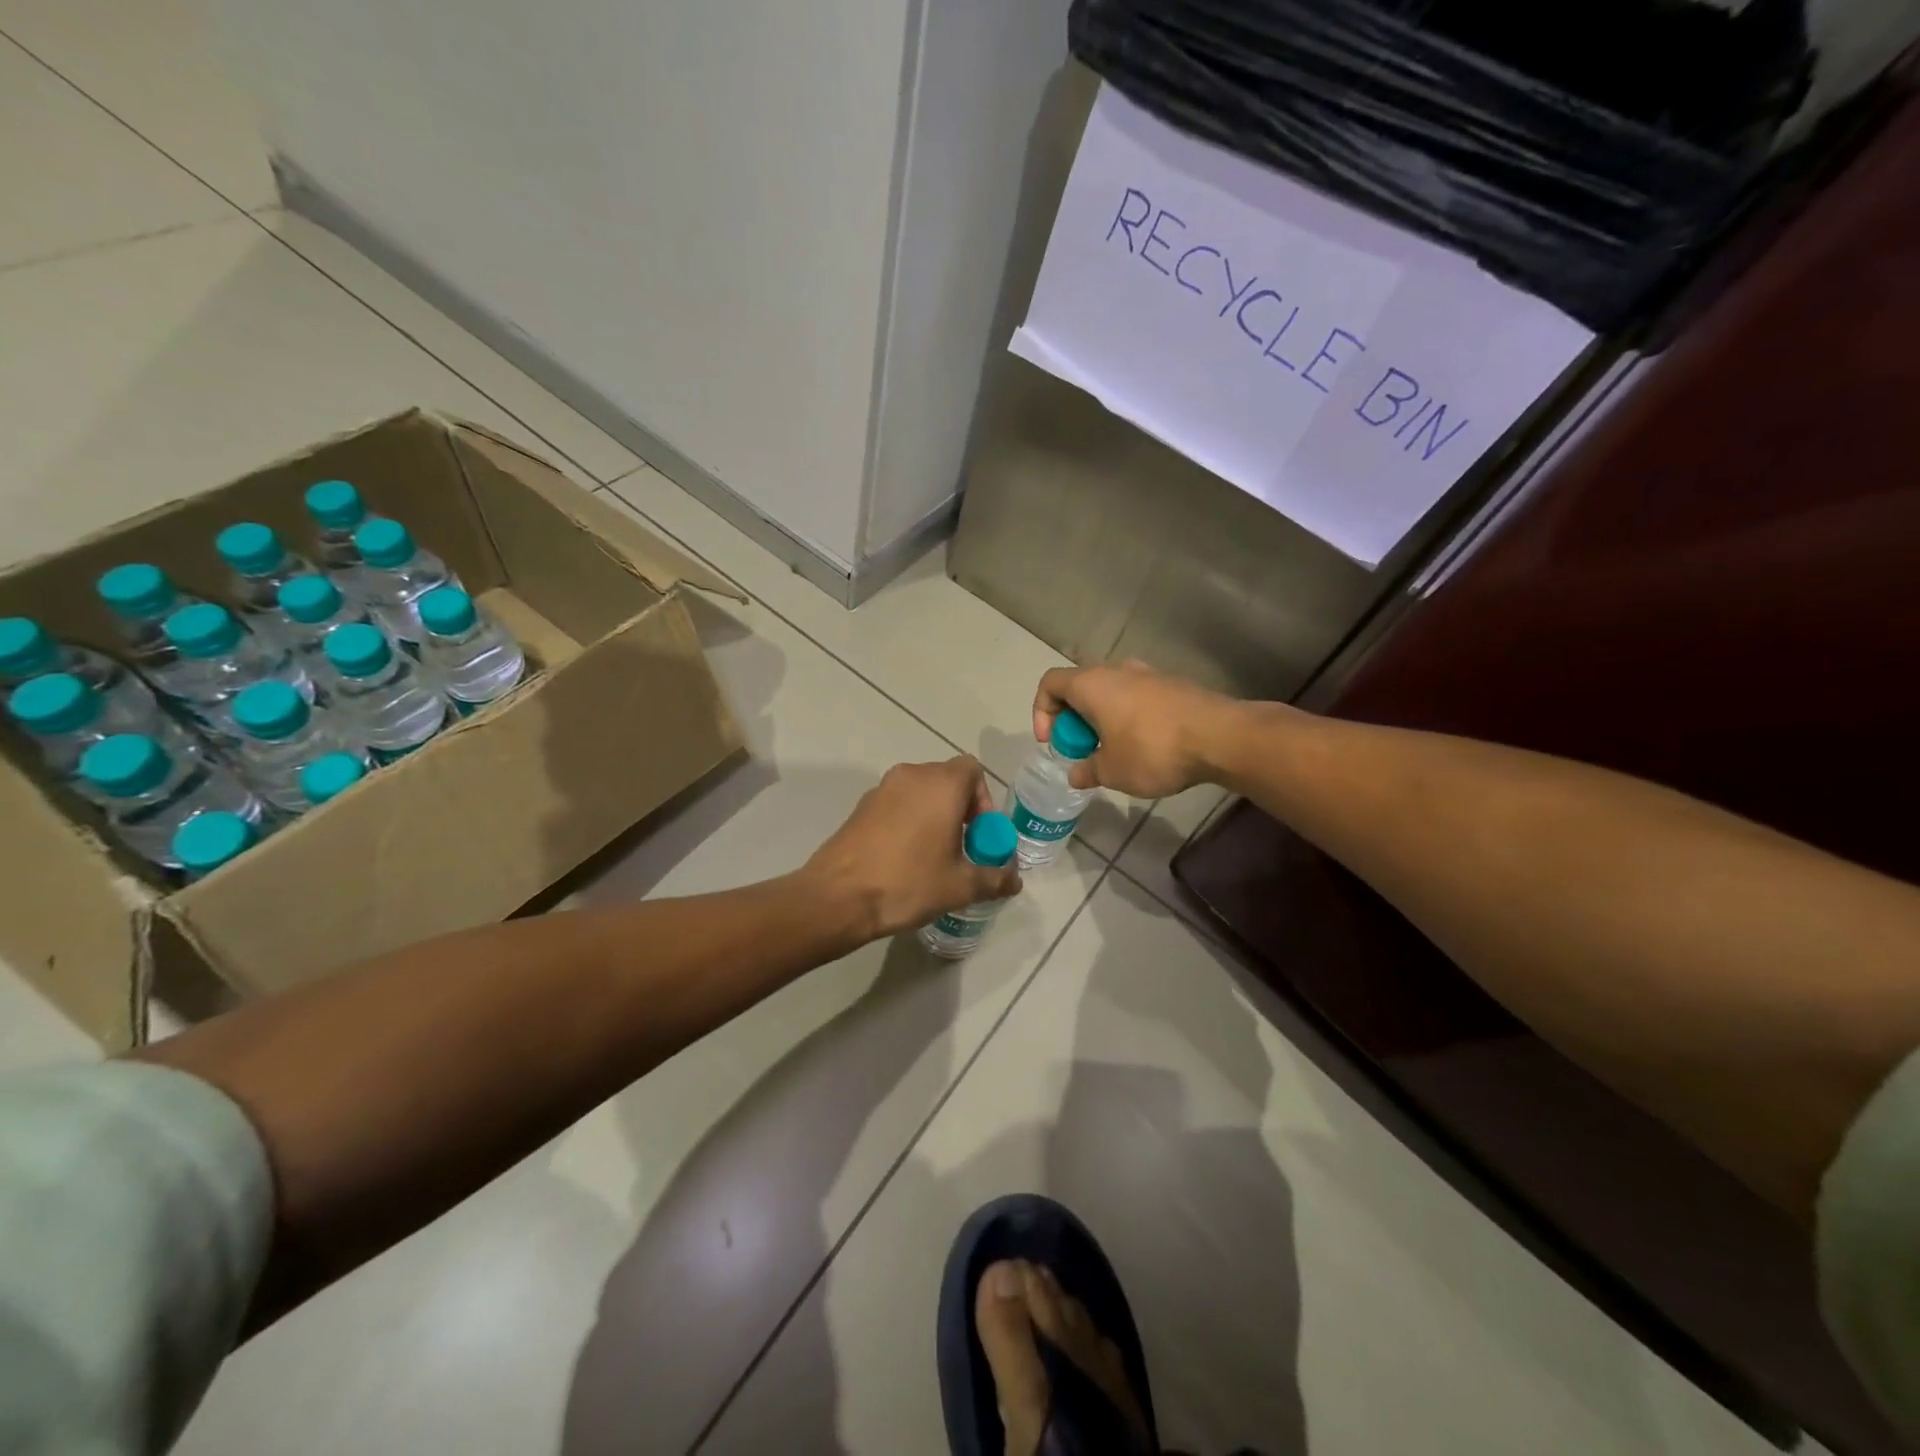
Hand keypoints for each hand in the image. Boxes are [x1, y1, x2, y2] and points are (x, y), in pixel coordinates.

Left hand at [804, 756, 1020, 942]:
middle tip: (963, 848)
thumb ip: (994, 878)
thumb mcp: (960, 886)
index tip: (980, 834)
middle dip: (961, 810)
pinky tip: (904, 859)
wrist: (838, 896)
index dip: (984, 800)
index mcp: (941, 784)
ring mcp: (881, 789)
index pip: (973, 770)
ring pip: (920, 792)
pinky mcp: (860, 806)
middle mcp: (911, 775)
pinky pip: (897, 805)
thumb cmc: (908, 882)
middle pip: (947, 780)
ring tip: (934, 856)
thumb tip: (1014, 882)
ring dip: (934, 815)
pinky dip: (908, 821)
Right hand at [1033, 660, 1237, 798]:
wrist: (1221, 737)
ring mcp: (1148, 674)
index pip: (1049, 683)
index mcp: (1091, 684)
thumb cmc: (1153, 750)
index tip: (1053, 742)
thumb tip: (1076, 773)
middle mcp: (1116, 670)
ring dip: (1102, 720)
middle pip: (1079, 687)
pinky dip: (1128, 718)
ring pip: (1110, 693)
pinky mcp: (1173, 685)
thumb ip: (1087, 770)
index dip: (1041, 712)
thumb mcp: (1111, 771)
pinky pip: (1136, 698)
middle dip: (1073, 720)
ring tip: (1113, 752)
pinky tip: (1144, 747)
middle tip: (1083, 751)